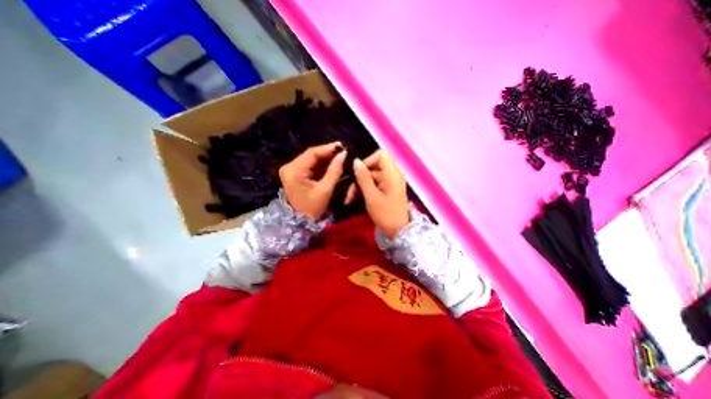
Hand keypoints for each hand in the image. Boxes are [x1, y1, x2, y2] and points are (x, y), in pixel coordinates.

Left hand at [279, 142, 345, 220]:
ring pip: (311, 159)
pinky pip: (310, 165)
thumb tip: (343, 154)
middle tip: (343, 151)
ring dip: (326, 158)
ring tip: (340, 156)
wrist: (299, 223)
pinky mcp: (295, 174)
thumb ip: (334, 171)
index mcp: (293, 170)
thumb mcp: (325, 190)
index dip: (328, 148)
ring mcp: (291, 170)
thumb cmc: (312, 209)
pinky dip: (321, 165)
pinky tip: (332, 163)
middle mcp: (289, 167)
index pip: (312, 153)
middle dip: (328, 153)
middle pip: (311, 155)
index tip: (343, 147)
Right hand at [347, 148, 407, 236]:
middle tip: (349, 192)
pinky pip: (374, 184)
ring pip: (371, 177)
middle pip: (374, 167)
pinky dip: (365, 190)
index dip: (369, 160)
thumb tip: (356, 161)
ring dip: (360, 186)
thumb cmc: (386, 214)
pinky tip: (355, 199)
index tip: (359, 172)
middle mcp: (392, 175)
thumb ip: (363, 178)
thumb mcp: (372, 196)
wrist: (399, 232)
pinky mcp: (387, 190)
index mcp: (392, 174)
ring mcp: (390, 183)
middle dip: (360, 177)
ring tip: (350, 199)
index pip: (381, 154)